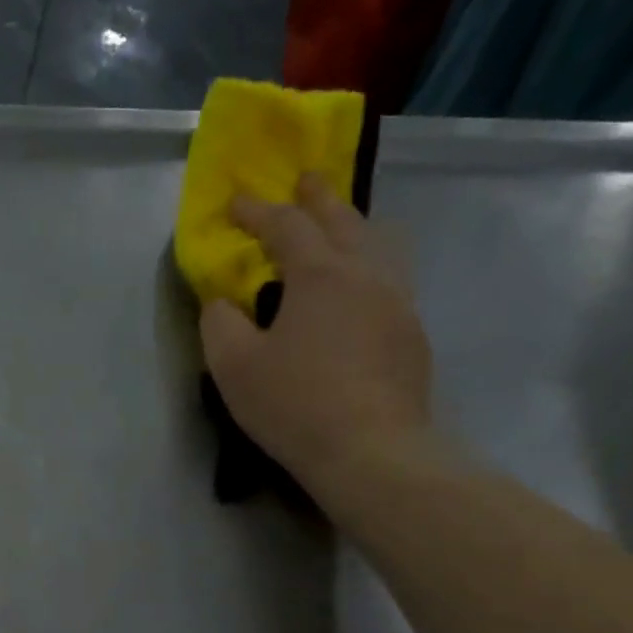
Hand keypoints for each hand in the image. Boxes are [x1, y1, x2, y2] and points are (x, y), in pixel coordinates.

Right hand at [201, 172, 432, 495]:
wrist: (370, 450)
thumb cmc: (294, 403)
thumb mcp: (234, 366)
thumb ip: (220, 324)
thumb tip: (223, 302)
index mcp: (320, 274)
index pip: (286, 225)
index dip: (257, 210)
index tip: (235, 202)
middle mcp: (366, 274)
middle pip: (344, 220)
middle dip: (318, 198)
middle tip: (305, 181)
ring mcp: (398, 302)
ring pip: (379, 244)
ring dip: (354, 226)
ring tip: (341, 226)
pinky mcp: (412, 334)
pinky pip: (391, 279)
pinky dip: (370, 265)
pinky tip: (359, 288)